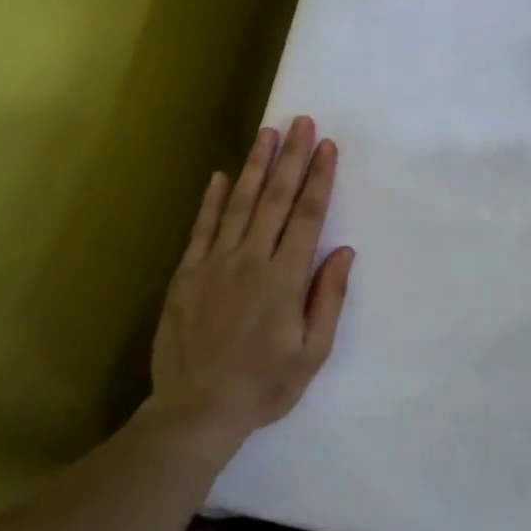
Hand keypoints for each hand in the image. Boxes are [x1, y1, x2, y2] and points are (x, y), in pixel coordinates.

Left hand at [150, 117, 354, 441]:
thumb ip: (327, 298)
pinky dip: (213, 200)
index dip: (319, 179)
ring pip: (239, 204)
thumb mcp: (312, 352)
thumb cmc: (264, 385)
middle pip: (275, 199)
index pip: (307, 216)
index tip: (327, 146)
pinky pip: (202, 228)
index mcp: (284, 278)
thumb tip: (343, 251)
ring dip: (256, 167)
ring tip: (267, 133)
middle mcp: (251, 259)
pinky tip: (222, 176)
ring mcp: (214, 263)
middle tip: (301, 122)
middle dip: (291, 158)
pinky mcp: (187, 274)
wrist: (197, 408)